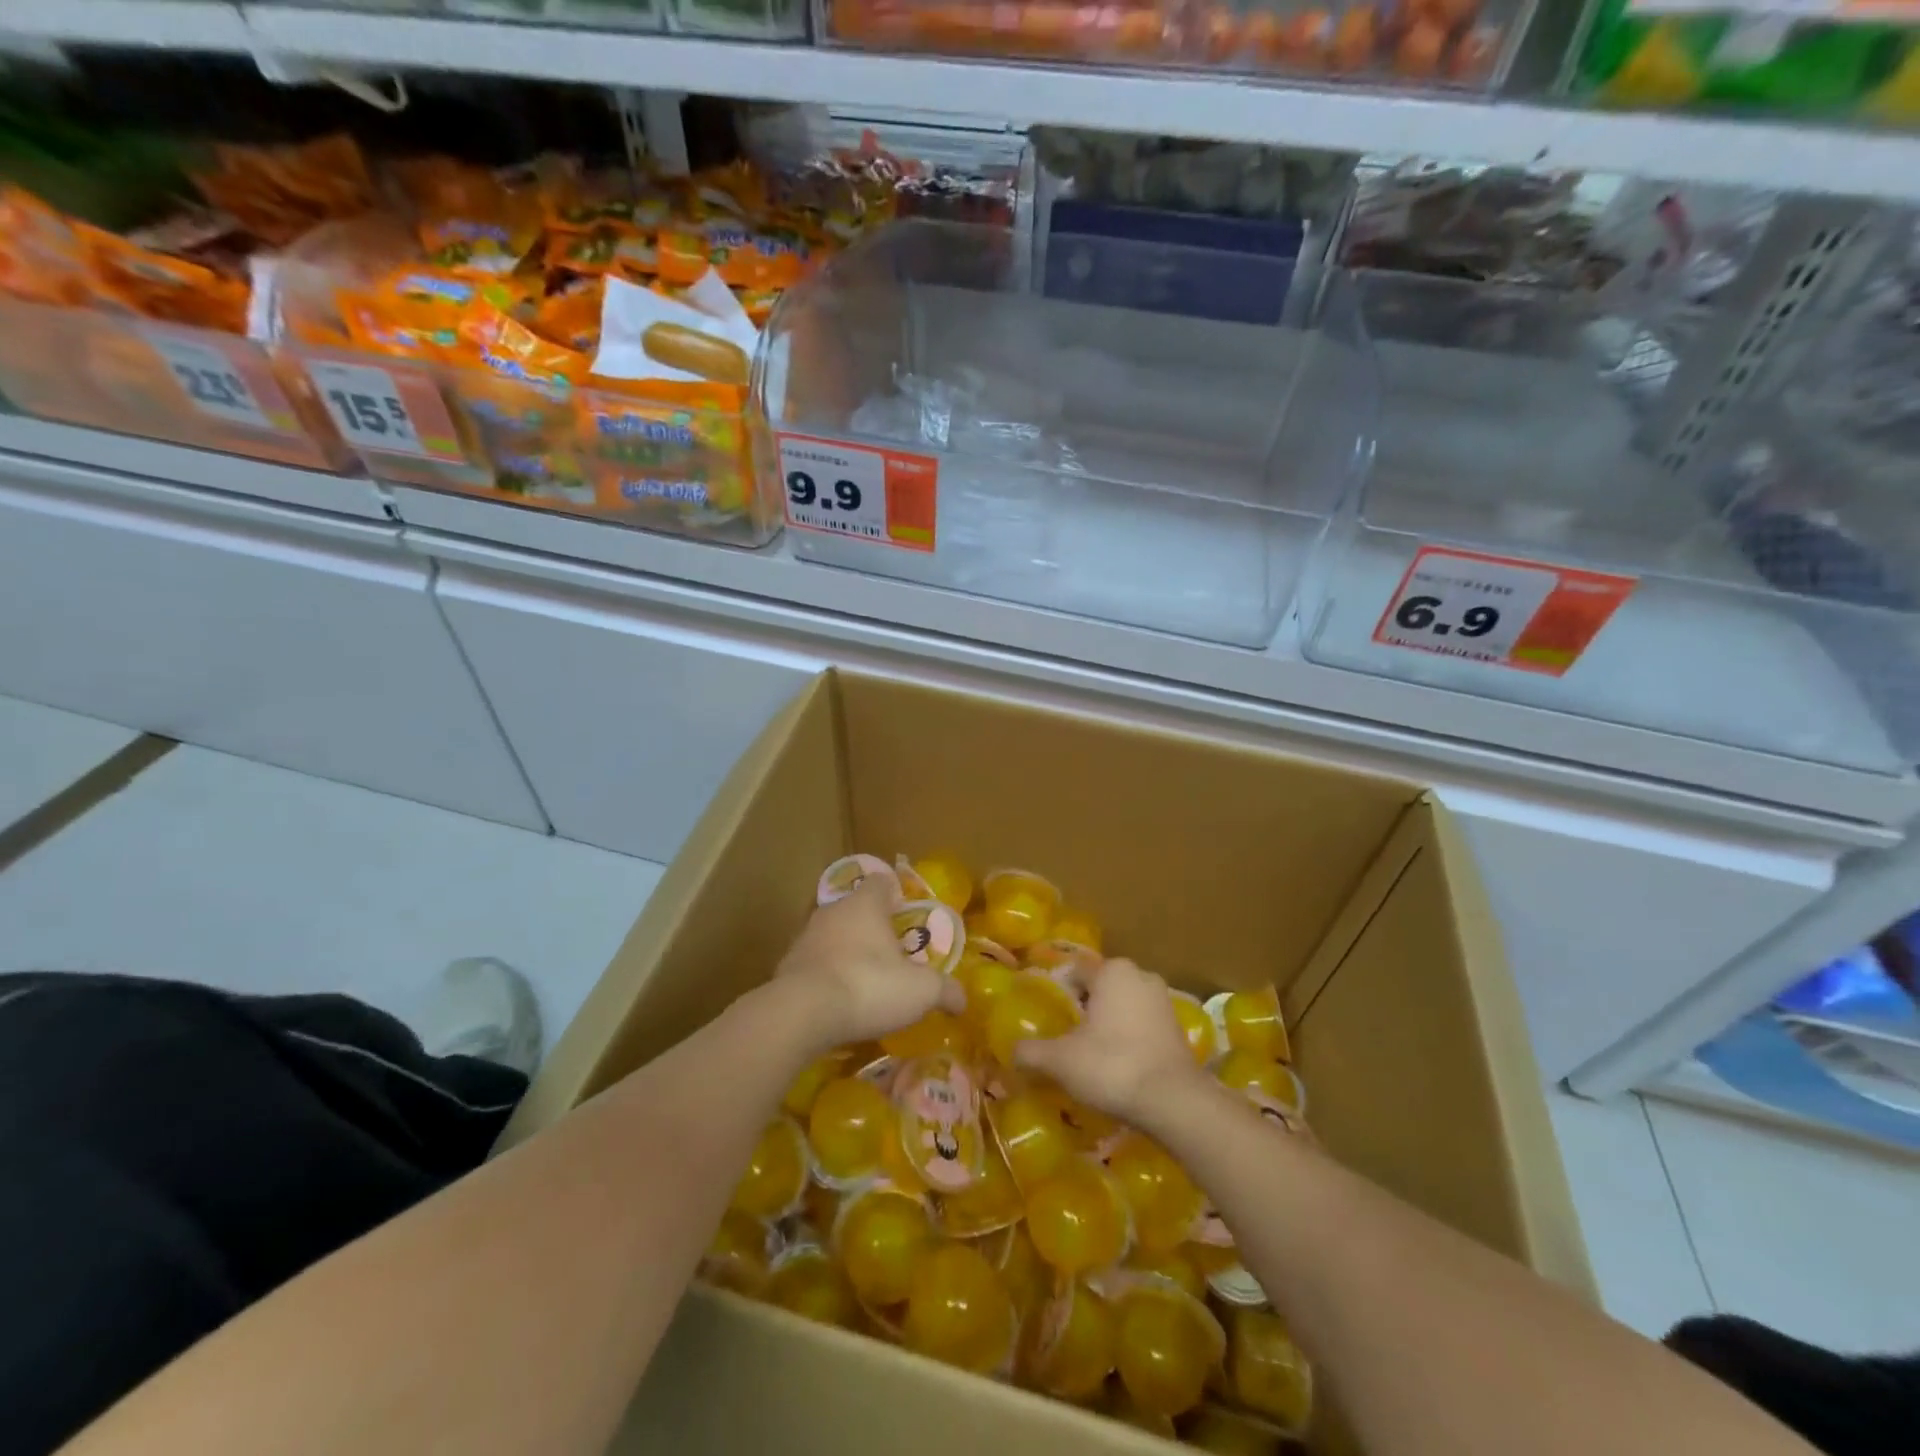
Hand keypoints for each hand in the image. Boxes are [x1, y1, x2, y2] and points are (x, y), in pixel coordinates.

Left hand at [776, 878, 962, 1050]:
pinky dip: (828, 975)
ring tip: (867, 980)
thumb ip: (945, 990)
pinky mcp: (787, 965)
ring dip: (848, 951)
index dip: (896, 895)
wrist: (801, 1014)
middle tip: (894, 953)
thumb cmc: (868, 986)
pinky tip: (840, 1000)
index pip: (882, 882)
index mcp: (866, 903)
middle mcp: (833, 910)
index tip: (908, 916)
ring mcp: (806, 936)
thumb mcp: (920, 991)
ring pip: (834, 935)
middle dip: (873, 927)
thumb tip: (963, 1000)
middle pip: (857, 909)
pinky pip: (815, 963)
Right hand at [1014, 958, 1203, 1123]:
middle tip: (1066, 1037)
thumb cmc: (1111, 1066)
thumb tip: (1012, 1051)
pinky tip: (1118, 1066)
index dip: (1058, 993)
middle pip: (1101, 988)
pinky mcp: (1178, 1028)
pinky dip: (1129, 1038)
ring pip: (1124, 1006)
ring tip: (1091, 1054)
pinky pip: (1143, 1025)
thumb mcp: (1060, 1060)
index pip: (1074, 972)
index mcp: (1112, 971)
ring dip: (1108, 1024)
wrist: (1173, 1102)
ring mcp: (1163, 1001)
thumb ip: (1031, 1052)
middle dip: (1084, 1008)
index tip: (1047, 1017)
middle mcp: (1140, 976)